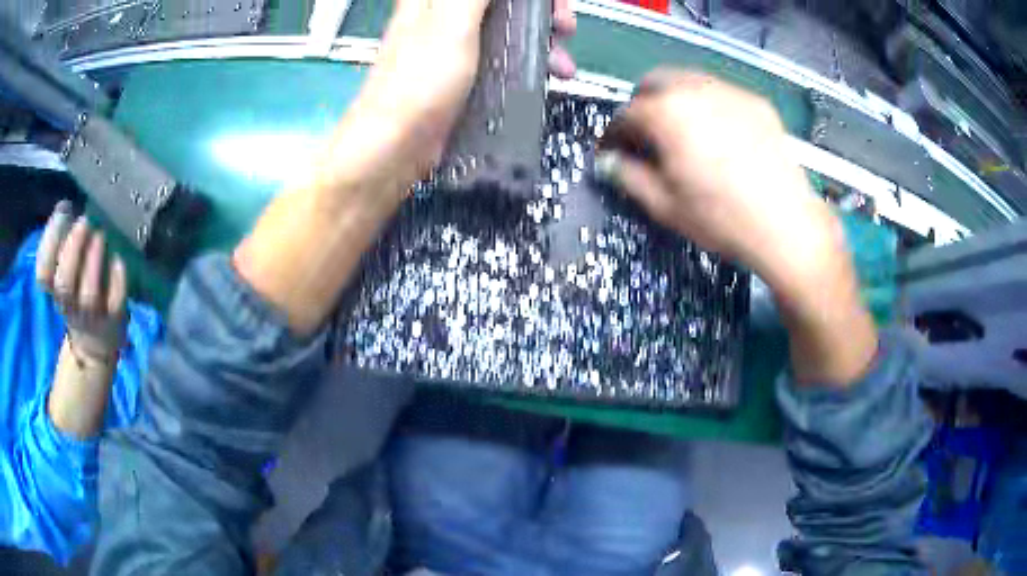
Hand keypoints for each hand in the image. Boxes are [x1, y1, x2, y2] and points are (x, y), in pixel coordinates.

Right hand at [36, 201, 126, 362]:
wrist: (94, 340)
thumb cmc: (76, 290)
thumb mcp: (63, 268)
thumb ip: (62, 240)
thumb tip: (64, 207)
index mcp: (54, 290)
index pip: (42, 274)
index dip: (49, 243)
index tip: (63, 213)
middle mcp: (69, 305)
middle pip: (64, 285)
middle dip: (73, 250)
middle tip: (84, 222)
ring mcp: (91, 316)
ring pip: (89, 295)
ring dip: (94, 261)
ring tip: (100, 236)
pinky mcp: (113, 319)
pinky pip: (115, 302)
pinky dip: (117, 278)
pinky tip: (117, 260)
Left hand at [340, 0, 577, 187]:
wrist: (395, 145)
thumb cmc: (417, 83)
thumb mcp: (451, 23)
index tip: (550, 3)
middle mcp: (447, 10)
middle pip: (506, 1)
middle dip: (542, 9)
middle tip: (563, 26)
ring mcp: (458, 39)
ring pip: (511, 22)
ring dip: (543, 36)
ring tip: (562, 61)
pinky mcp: (466, 67)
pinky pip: (506, 50)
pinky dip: (530, 58)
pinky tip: (547, 73)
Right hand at [599, 70, 876, 386]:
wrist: (787, 226)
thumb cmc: (721, 219)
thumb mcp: (665, 205)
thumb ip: (627, 176)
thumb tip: (606, 162)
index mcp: (667, 113)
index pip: (626, 113)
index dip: (614, 134)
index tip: (613, 152)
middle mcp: (695, 89)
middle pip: (654, 82)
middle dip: (642, 105)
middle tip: (646, 136)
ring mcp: (731, 92)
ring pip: (688, 81)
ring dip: (674, 100)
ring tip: (682, 133)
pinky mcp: (757, 103)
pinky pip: (721, 93)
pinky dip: (708, 106)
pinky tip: (718, 136)